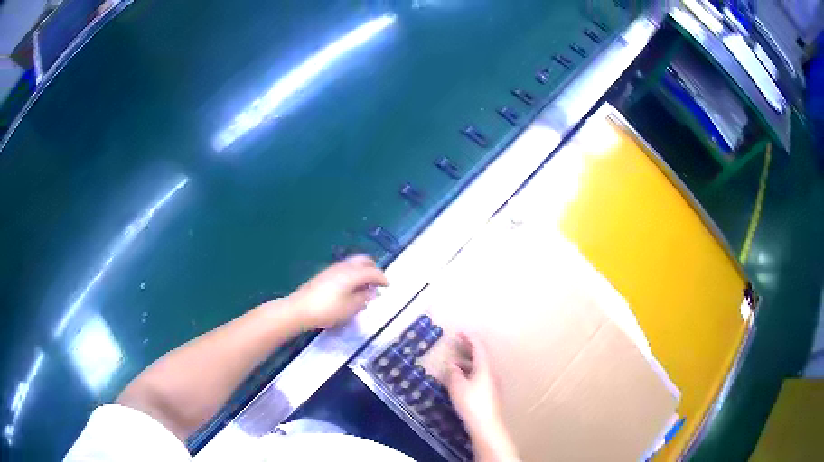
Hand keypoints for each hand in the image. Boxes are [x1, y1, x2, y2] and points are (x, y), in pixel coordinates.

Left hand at [288, 255, 388, 328]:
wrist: (299, 309)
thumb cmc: (327, 310)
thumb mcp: (350, 308)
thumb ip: (363, 298)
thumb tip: (373, 292)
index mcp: (352, 274)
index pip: (373, 271)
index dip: (382, 278)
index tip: (388, 286)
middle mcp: (343, 267)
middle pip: (363, 261)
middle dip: (373, 269)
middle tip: (378, 282)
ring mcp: (332, 269)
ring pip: (353, 264)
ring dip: (362, 271)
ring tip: (366, 287)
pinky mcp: (324, 275)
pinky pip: (345, 269)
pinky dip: (353, 274)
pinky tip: (351, 288)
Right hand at [446, 333, 519, 461]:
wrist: (486, 424)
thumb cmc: (471, 403)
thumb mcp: (458, 387)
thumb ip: (454, 373)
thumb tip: (452, 365)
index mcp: (485, 367)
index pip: (479, 347)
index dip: (470, 338)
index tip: (460, 332)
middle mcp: (491, 372)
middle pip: (482, 356)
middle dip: (469, 348)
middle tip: (458, 342)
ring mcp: (493, 383)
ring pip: (481, 367)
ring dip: (468, 362)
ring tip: (455, 364)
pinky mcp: (491, 392)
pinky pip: (481, 376)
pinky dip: (471, 372)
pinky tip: (462, 380)